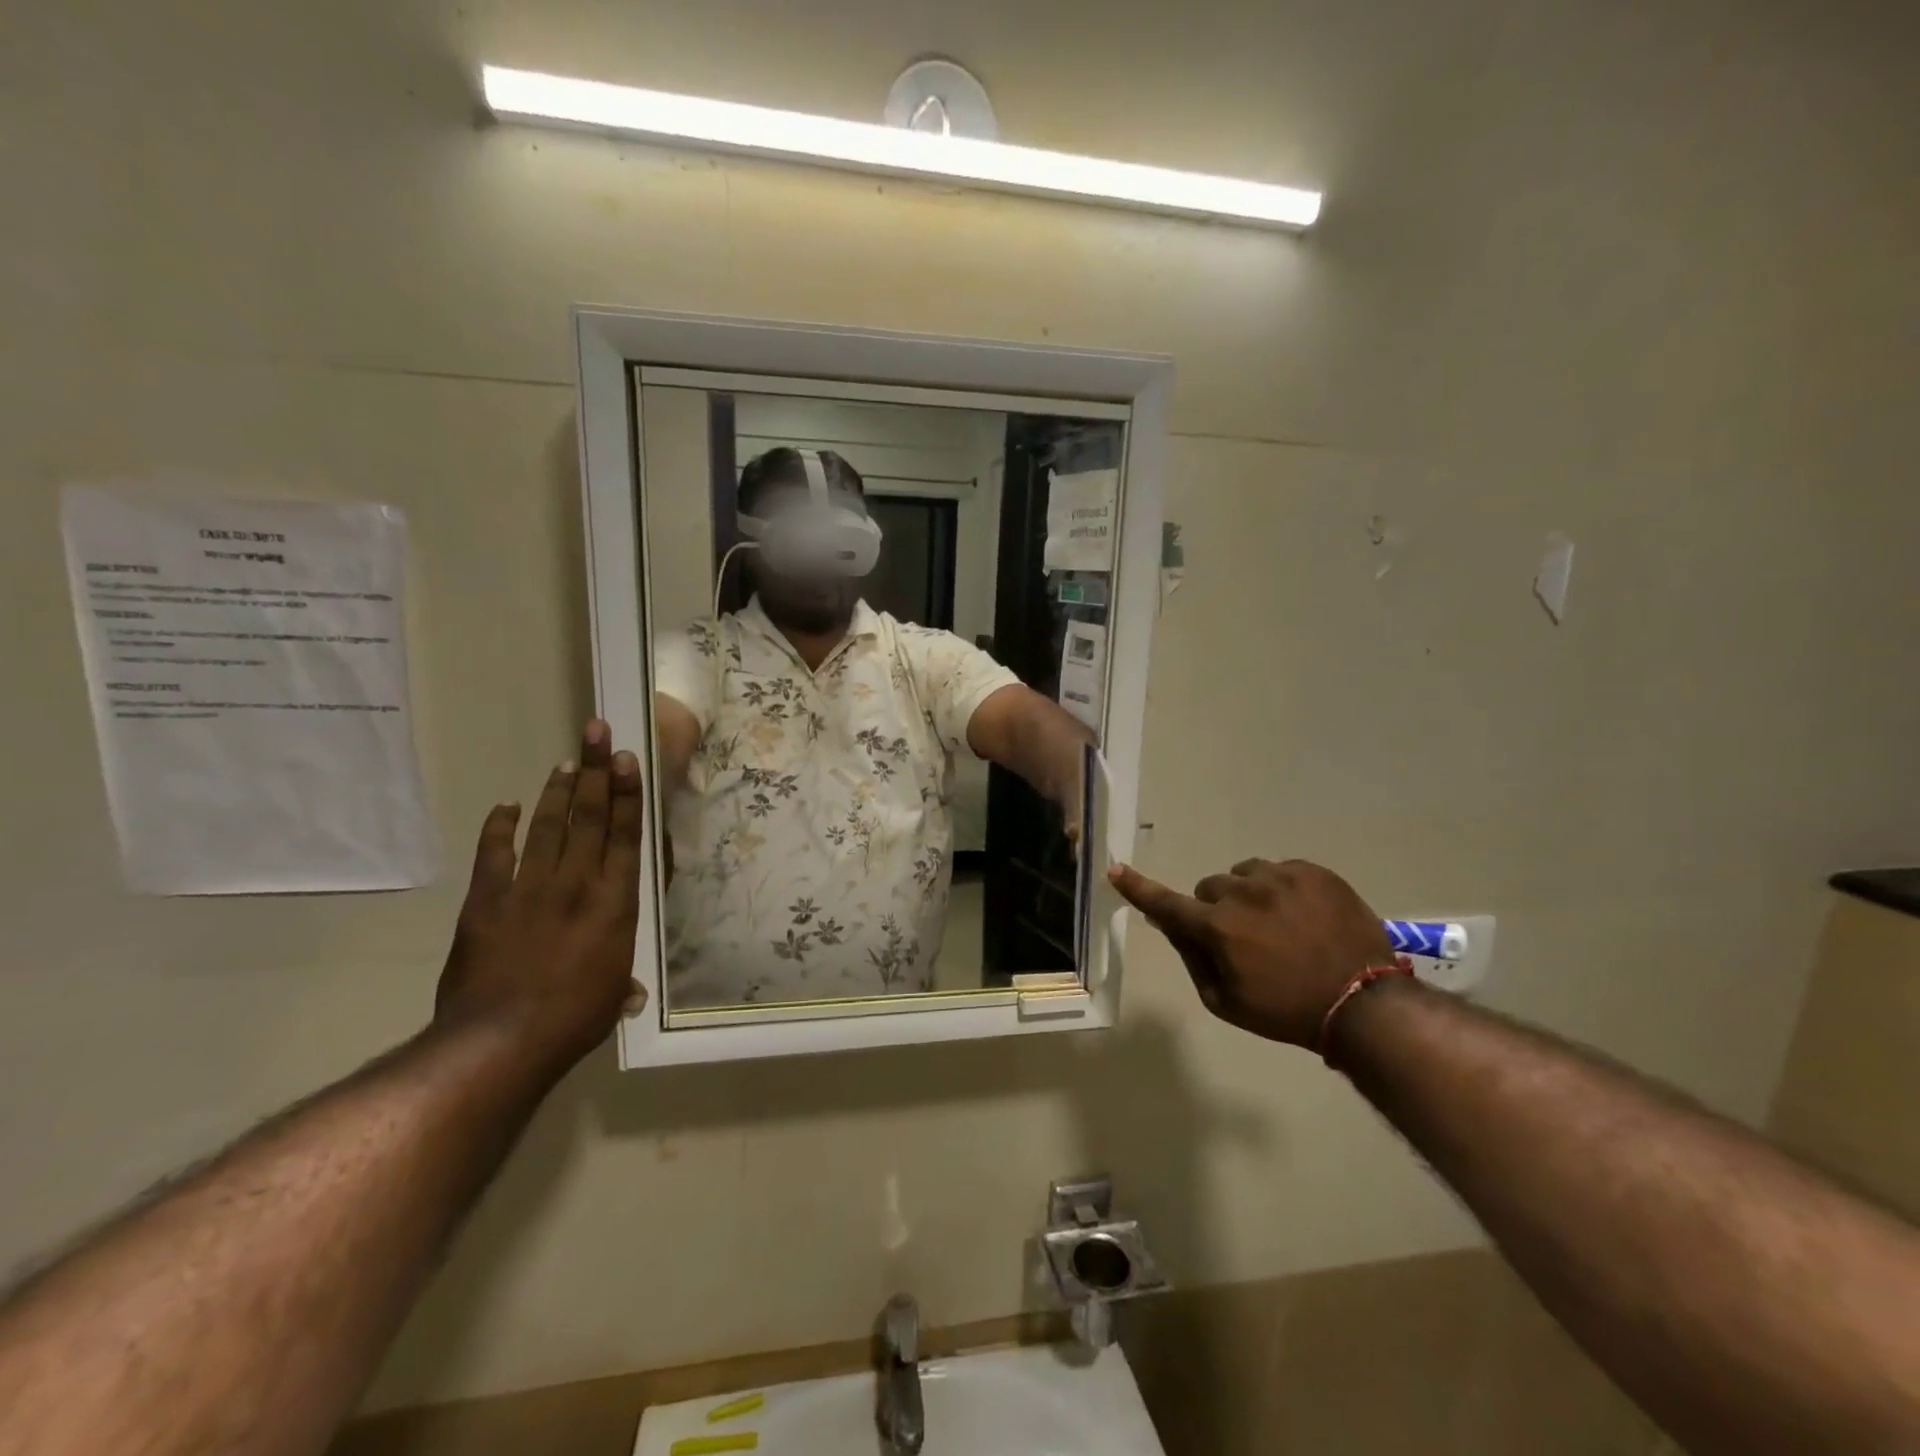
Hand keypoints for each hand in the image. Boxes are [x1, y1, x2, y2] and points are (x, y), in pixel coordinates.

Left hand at [435, 720, 647, 1075]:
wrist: (500, 1041)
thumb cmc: (572, 1020)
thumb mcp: (611, 997)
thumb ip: (623, 982)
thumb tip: (634, 994)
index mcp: (615, 903)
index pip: (624, 835)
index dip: (627, 794)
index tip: (628, 760)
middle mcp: (577, 884)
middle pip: (589, 817)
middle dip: (597, 772)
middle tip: (598, 733)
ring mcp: (530, 889)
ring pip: (548, 827)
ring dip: (557, 791)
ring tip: (568, 761)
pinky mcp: (488, 902)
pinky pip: (495, 855)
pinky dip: (500, 827)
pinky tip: (507, 806)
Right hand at [1108, 858, 1395, 1046]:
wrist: (1365, 1003)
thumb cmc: (1288, 1011)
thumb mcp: (1227, 1002)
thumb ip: (1193, 960)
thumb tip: (1172, 927)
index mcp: (1218, 927)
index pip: (1166, 904)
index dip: (1138, 888)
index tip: (1116, 869)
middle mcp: (1242, 893)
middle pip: (1210, 888)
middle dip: (1217, 909)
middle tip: (1243, 938)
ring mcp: (1280, 877)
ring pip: (1245, 874)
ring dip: (1249, 894)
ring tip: (1278, 924)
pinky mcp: (1313, 871)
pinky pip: (1281, 870)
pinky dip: (1282, 888)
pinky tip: (1304, 916)